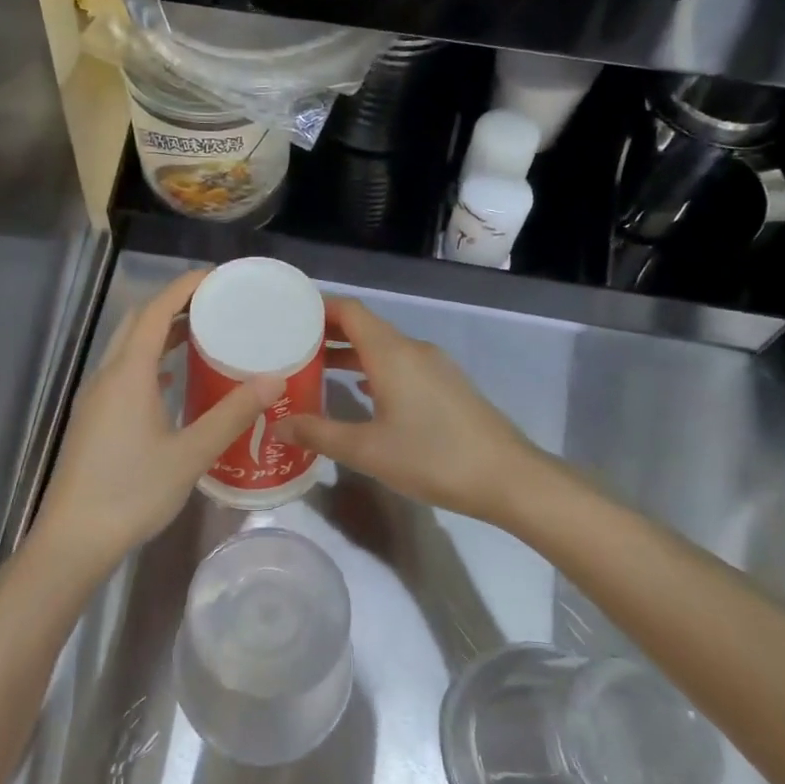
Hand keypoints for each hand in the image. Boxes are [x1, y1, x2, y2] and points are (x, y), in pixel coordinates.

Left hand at [29, 269, 281, 584]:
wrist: (74, 539)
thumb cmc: (132, 492)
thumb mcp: (190, 454)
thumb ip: (232, 414)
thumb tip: (273, 379)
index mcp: (128, 374)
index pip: (157, 311)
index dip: (184, 287)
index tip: (218, 277)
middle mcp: (107, 376)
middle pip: (139, 322)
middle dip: (175, 305)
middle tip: (217, 304)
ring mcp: (96, 398)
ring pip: (128, 348)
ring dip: (161, 333)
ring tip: (203, 334)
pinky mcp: (93, 419)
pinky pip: (124, 372)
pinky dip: (151, 362)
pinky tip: (173, 380)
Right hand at [275, 298, 549, 525]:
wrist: (507, 477)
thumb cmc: (432, 458)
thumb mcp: (367, 451)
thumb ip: (319, 434)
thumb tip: (277, 425)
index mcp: (392, 353)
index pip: (349, 310)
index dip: (317, 306)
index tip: (285, 313)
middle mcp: (413, 349)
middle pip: (365, 326)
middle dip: (327, 331)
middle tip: (289, 345)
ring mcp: (434, 366)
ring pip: (383, 347)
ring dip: (350, 352)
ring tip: (315, 368)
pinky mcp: (446, 385)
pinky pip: (400, 364)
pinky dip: (373, 368)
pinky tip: (359, 390)